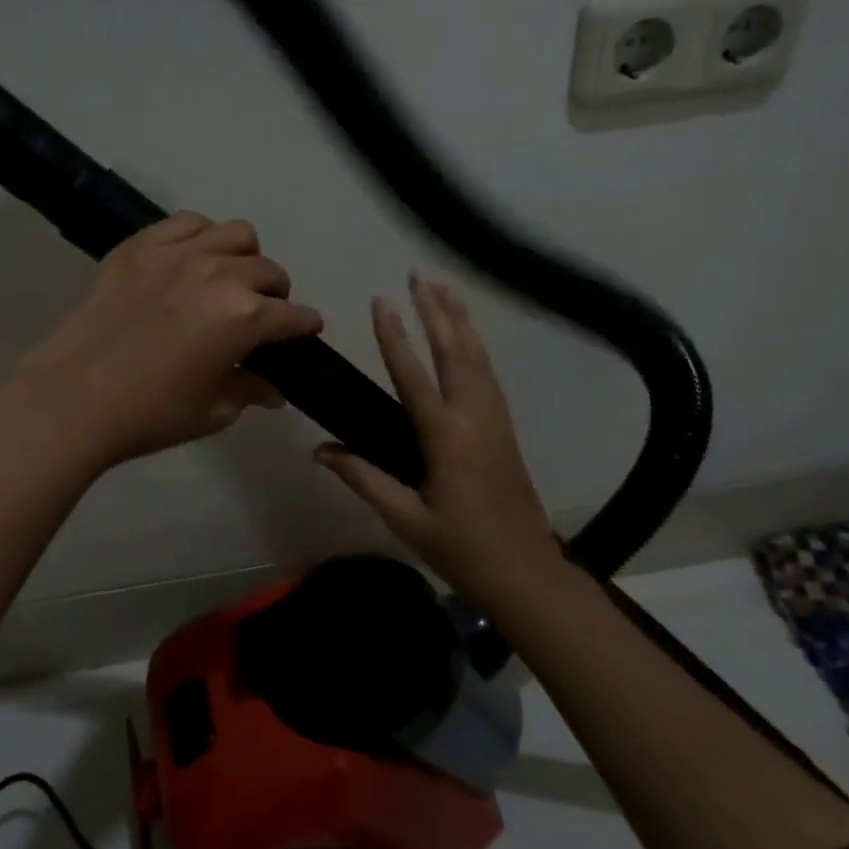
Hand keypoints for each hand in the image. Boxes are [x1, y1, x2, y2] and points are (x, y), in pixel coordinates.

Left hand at [0, 212, 323, 471]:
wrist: (71, 399)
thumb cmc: (149, 414)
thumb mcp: (212, 411)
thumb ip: (250, 391)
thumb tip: (273, 389)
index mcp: (244, 317)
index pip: (292, 315)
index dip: (305, 325)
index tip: (305, 330)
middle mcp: (220, 274)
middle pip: (269, 270)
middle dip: (275, 293)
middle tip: (260, 314)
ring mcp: (178, 253)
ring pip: (235, 234)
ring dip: (244, 257)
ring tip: (229, 278)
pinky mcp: (140, 246)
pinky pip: (187, 222)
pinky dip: (200, 236)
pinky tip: (190, 258)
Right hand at [314, 275, 560, 597]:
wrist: (527, 573)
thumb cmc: (462, 549)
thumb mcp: (406, 519)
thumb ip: (364, 478)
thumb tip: (320, 450)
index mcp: (447, 438)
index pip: (415, 376)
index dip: (395, 337)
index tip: (381, 301)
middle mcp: (475, 417)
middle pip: (455, 351)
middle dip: (436, 310)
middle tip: (419, 275)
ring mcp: (496, 419)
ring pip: (478, 356)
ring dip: (459, 319)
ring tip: (443, 288)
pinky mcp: (505, 426)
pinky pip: (488, 372)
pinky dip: (476, 344)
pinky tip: (467, 334)